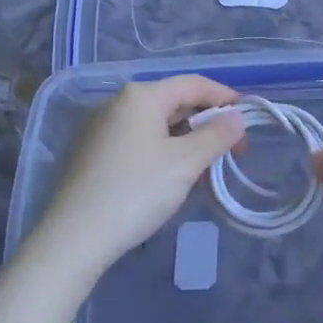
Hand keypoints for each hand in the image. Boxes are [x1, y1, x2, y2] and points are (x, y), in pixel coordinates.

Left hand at [33, 76, 245, 276]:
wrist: (74, 239)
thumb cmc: (136, 191)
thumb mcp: (185, 163)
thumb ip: (217, 136)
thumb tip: (238, 118)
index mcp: (141, 96)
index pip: (193, 84)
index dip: (224, 97)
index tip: (248, 119)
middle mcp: (118, 103)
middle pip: (174, 102)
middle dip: (206, 123)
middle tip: (232, 150)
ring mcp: (101, 128)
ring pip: (156, 125)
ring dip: (186, 141)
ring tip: (207, 169)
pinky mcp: (93, 154)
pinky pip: (139, 141)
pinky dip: (163, 152)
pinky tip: (173, 178)